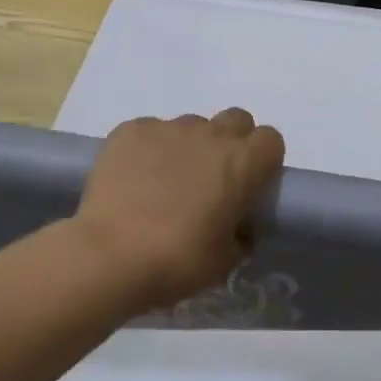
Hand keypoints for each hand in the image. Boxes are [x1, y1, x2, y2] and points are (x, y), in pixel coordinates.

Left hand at [73, 109, 284, 310]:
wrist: (109, 255)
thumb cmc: (178, 261)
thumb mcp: (225, 260)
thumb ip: (240, 236)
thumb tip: (238, 229)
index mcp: (243, 163)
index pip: (271, 140)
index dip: (263, 159)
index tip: (252, 182)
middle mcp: (211, 135)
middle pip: (236, 120)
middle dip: (232, 141)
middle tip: (215, 177)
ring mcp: (169, 128)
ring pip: (192, 126)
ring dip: (189, 147)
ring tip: (166, 181)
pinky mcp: (131, 130)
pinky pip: (151, 132)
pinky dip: (150, 150)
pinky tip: (135, 179)